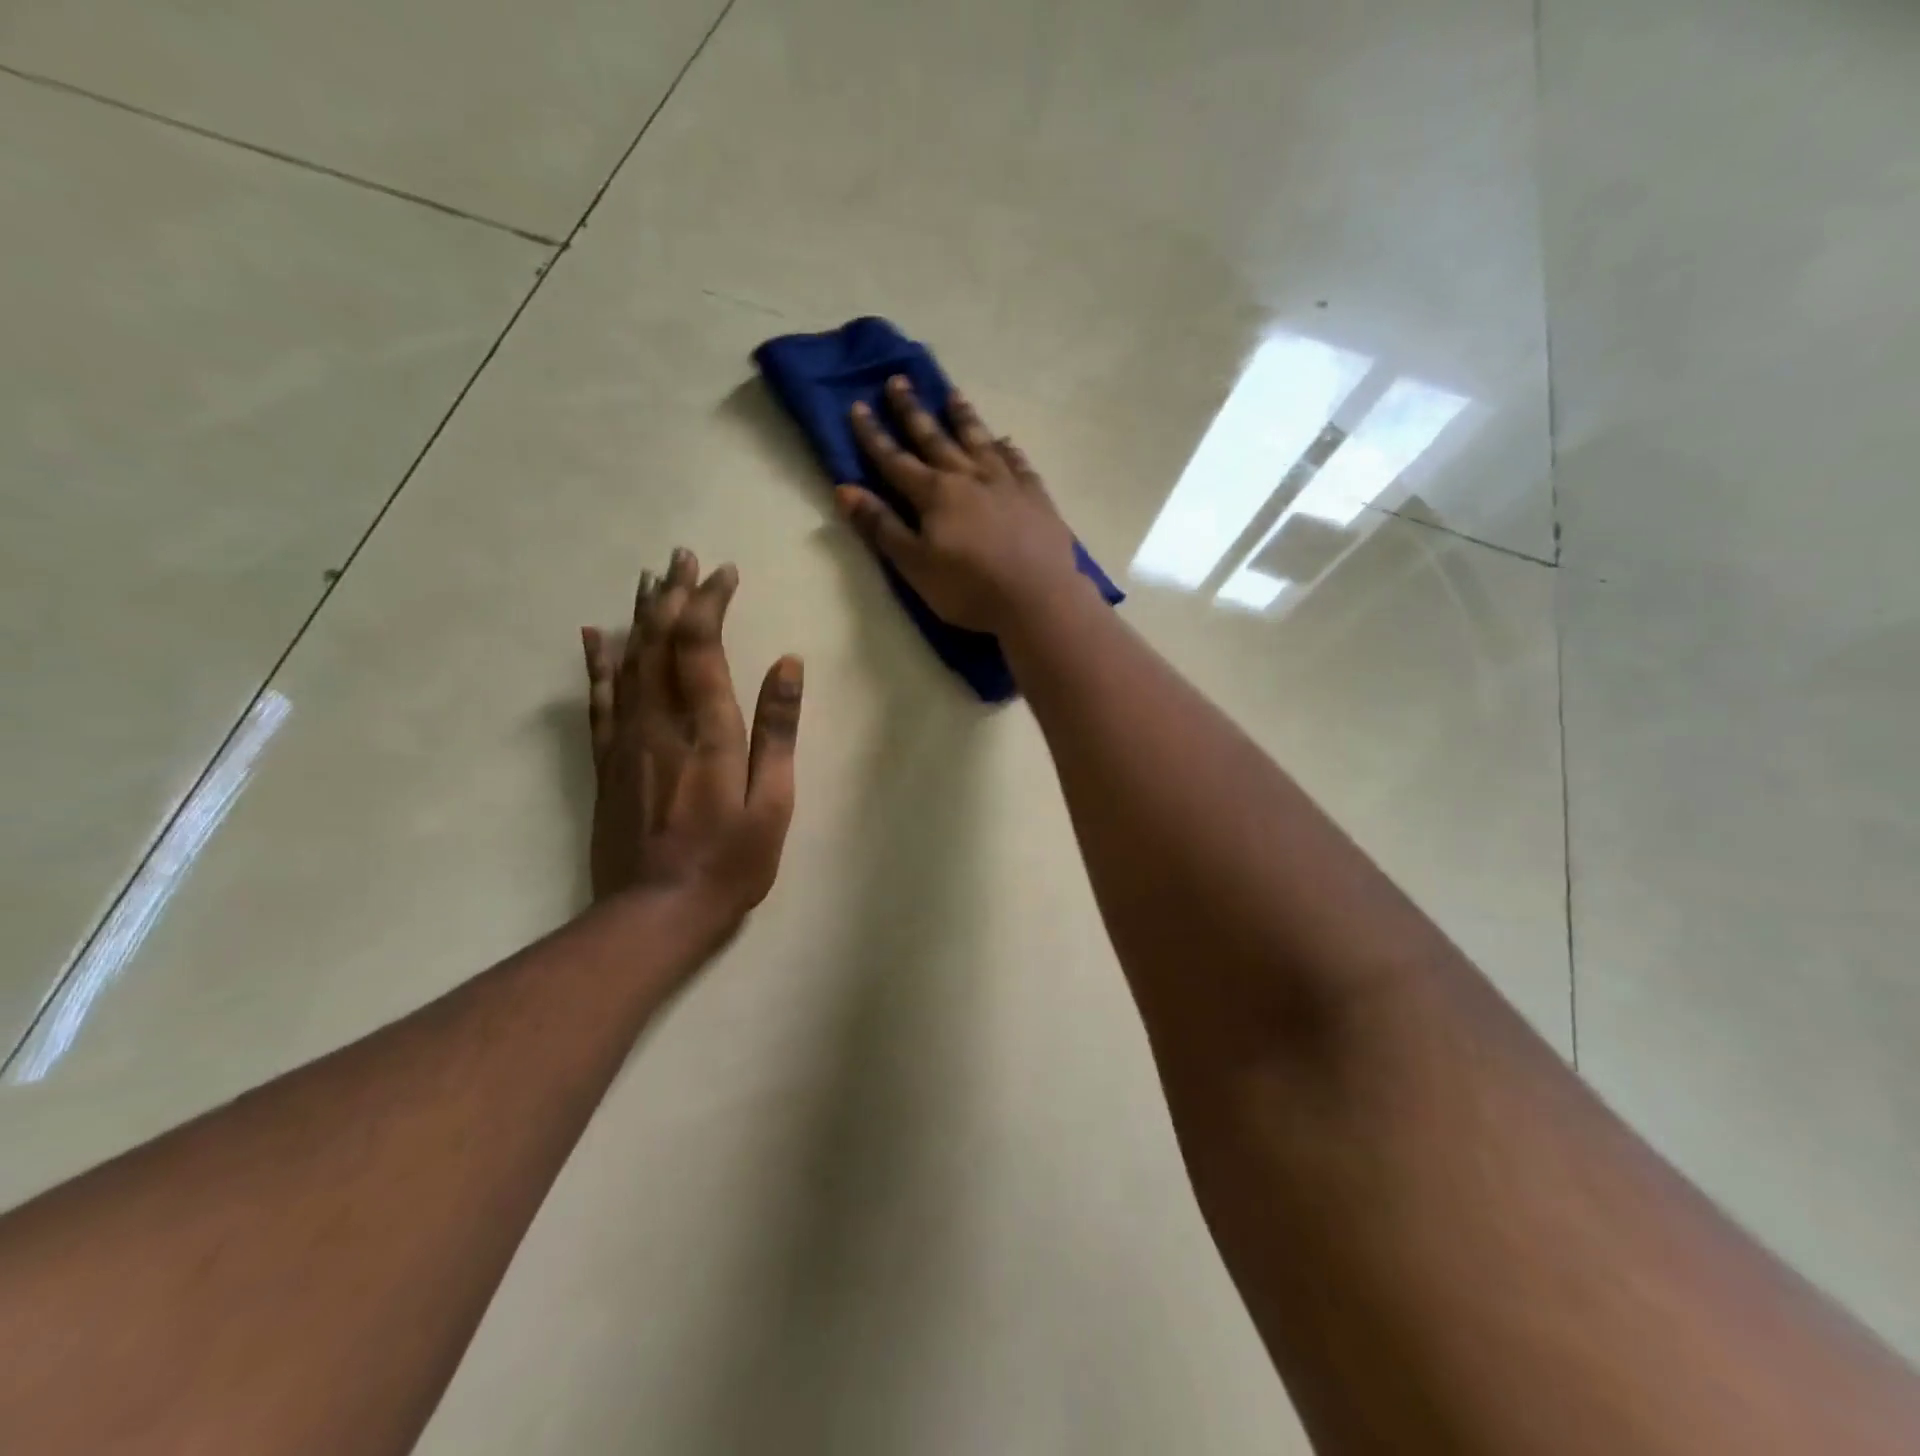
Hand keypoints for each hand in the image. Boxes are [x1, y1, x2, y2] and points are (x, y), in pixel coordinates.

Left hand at [581, 549, 800, 931]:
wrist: (655, 913)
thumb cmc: (729, 862)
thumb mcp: (772, 801)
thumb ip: (777, 730)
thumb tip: (788, 664)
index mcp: (707, 731)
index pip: (701, 647)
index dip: (710, 604)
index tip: (723, 573)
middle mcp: (661, 724)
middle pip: (660, 644)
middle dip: (674, 596)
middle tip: (682, 557)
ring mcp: (627, 741)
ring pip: (629, 663)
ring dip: (639, 617)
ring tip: (650, 580)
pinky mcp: (607, 763)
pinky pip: (599, 701)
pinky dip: (597, 664)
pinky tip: (594, 636)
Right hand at [837, 375, 1089, 634]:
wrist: (1037, 599)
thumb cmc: (969, 589)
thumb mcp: (914, 566)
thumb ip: (881, 527)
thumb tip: (845, 490)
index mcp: (935, 494)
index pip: (895, 460)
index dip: (873, 435)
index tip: (857, 406)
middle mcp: (969, 477)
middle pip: (935, 438)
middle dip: (913, 411)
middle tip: (898, 380)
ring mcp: (1006, 483)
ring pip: (979, 441)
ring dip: (963, 418)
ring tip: (953, 395)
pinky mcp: (1037, 497)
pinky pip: (1019, 463)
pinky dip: (1008, 450)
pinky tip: (1006, 442)